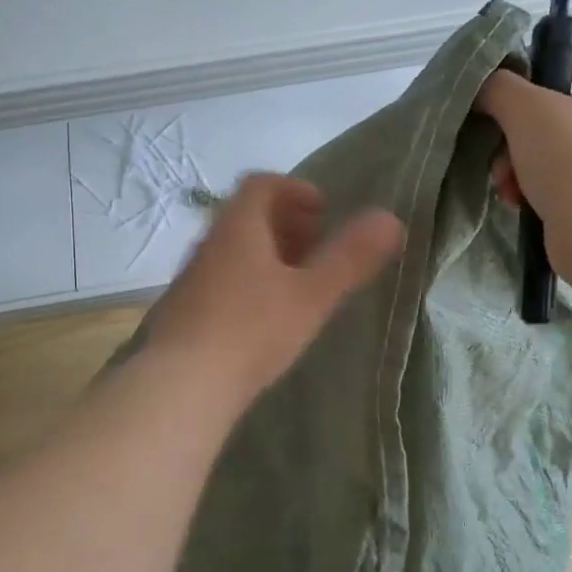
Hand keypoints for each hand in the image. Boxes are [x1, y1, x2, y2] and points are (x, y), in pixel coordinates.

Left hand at [145, 174, 403, 401]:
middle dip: (284, 223)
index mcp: (238, 228)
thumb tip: (391, 219)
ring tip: (295, 283)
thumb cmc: (252, 331)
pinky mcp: (181, 311)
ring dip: (265, 254)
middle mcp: (208, 244)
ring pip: (232, 249)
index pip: (261, 185)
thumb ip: (350, 258)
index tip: (322, 210)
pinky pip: (219, 279)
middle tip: (315, 246)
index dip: (294, 189)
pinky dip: (246, 281)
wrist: (181, 385)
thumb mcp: (311, 295)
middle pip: (246, 216)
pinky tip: (261, 318)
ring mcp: (190, 278)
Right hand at [476, 46, 571, 260]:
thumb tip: (484, 86)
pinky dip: (529, 191)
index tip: (522, 76)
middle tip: (497, 142)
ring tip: (503, 181)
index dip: (558, 59)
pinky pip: (553, 187)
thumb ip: (499, 88)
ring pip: (548, 152)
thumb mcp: (526, 108)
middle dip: (517, 128)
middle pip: (557, 111)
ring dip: (516, 164)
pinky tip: (514, 202)